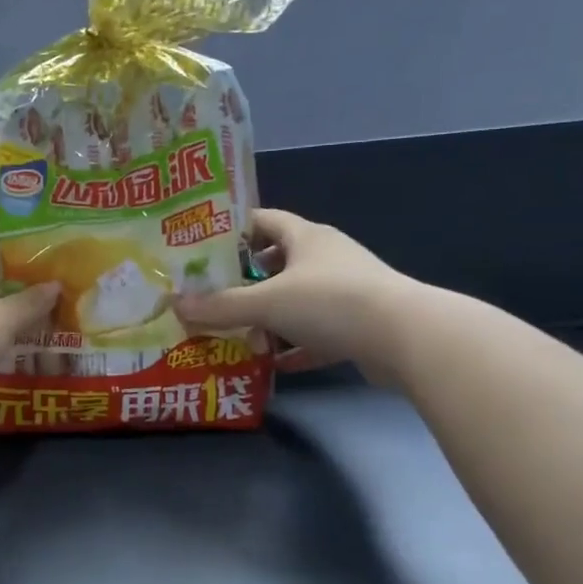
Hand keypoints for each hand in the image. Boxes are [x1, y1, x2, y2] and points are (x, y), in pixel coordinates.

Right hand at [174, 209, 418, 384]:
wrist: (406, 337)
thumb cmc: (330, 302)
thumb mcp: (266, 303)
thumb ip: (221, 306)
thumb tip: (176, 305)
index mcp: (306, 237)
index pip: (263, 220)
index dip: (234, 230)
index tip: (204, 247)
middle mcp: (327, 258)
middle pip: (279, 261)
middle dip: (247, 278)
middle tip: (214, 294)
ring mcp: (346, 291)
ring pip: (297, 299)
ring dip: (270, 316)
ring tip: (238, 331)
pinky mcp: (359, 325)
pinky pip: (317, 334)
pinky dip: (295, 347)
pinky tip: (274, 363)